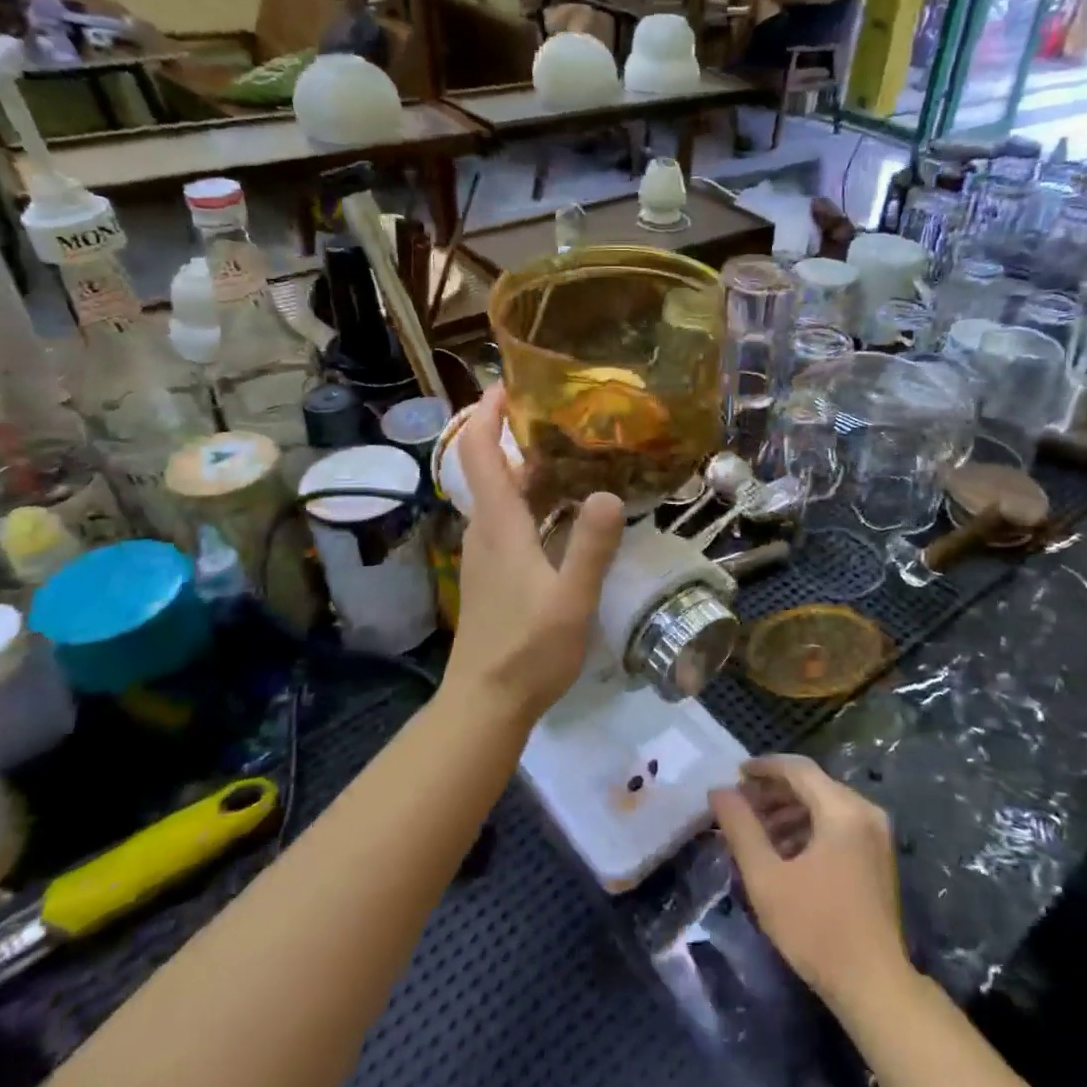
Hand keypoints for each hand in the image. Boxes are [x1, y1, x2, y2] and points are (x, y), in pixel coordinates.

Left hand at [446, 387, 625, 722]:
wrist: (486, 703)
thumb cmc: (527, 650)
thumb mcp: (571, 600)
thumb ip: (590, 547)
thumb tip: (608, 493)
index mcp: (499, 525)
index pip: (478, 451)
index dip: (486, 412)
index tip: (509, 382)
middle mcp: (486, 530)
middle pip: (492, 467)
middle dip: (519, 434)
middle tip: (567, 414)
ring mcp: (487, 553)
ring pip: (504, 496)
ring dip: (531, 469)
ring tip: (577, 454)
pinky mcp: (494, 572)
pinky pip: (511, 519)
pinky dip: (535, 501)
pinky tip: (569, 511)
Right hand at [710, 755, 908, 1006]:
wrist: (875, 988)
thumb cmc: (817, 929)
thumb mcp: (767, 878)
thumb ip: (741, 828)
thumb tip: (719, 791)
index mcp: (843, 809)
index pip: (798, 769)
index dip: (764, 767)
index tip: (735, 774)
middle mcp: (865, 811)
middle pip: (813, 785)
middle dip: (774, 792)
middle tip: (741, 806)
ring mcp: (876, 835)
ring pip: (825, 805)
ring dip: (789, 812)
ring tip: (756, 831)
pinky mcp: (878, 857)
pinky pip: (838, 825)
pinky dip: (809, 828)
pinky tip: (785, 852)